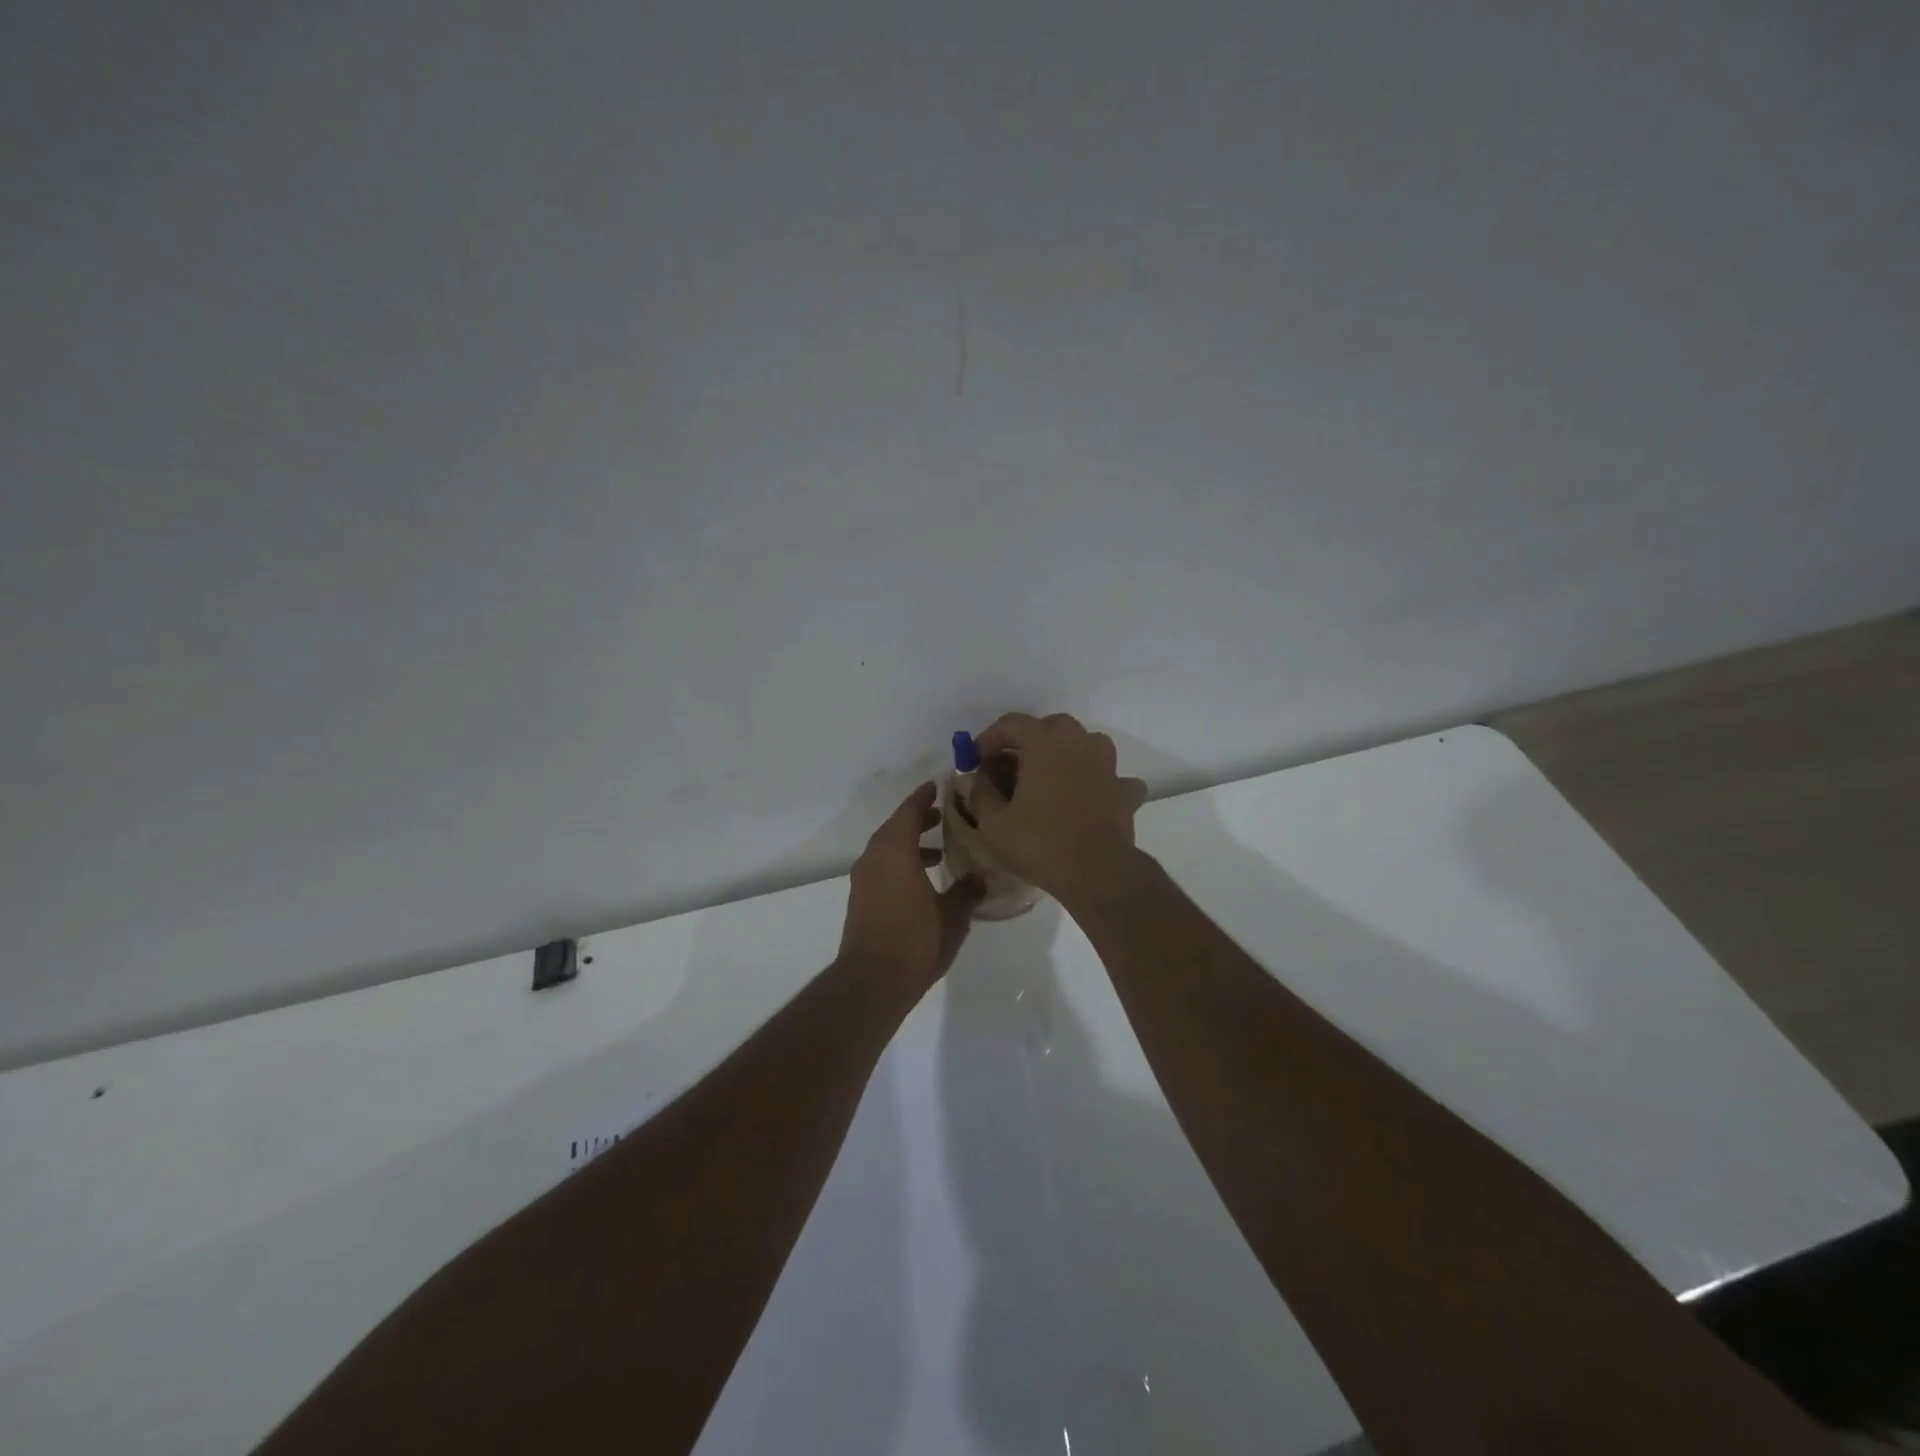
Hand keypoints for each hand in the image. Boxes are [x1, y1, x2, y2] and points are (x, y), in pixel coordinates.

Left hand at [838, 783, 982, 992]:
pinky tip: (923, 881)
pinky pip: (882, 867)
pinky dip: (901, 863)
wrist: (871, 982)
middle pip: (896, 827)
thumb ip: (969, 889)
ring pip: (888, 849)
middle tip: (945, 816)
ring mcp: (863, 879)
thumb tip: (984, 875)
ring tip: (940, 852)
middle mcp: (874, 858)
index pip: (909, 811)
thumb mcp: (953, 914)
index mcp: (895, 851)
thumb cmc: (916, 940)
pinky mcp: (861, 899)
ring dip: (911, 844)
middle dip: (919, 819)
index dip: (924, 797)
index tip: (939, 786)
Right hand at [969, 713, 1149, 904]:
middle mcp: (1078, 742)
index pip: (1011, 723)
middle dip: (1028, 741)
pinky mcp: (1124, 790)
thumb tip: (975, 778)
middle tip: (1011, 767)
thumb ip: (981, 793)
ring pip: (1084, 743)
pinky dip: (1097, 780)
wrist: (1097, 873)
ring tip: (1050, 777)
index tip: (977, 760)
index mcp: (1044, 742)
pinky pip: (1109, 775)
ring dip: (1065, 753)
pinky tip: (1089, 795)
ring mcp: (1107, 764)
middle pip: (1050, 727)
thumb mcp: (994, 824)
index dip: (989, 738)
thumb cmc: (1040, 843)